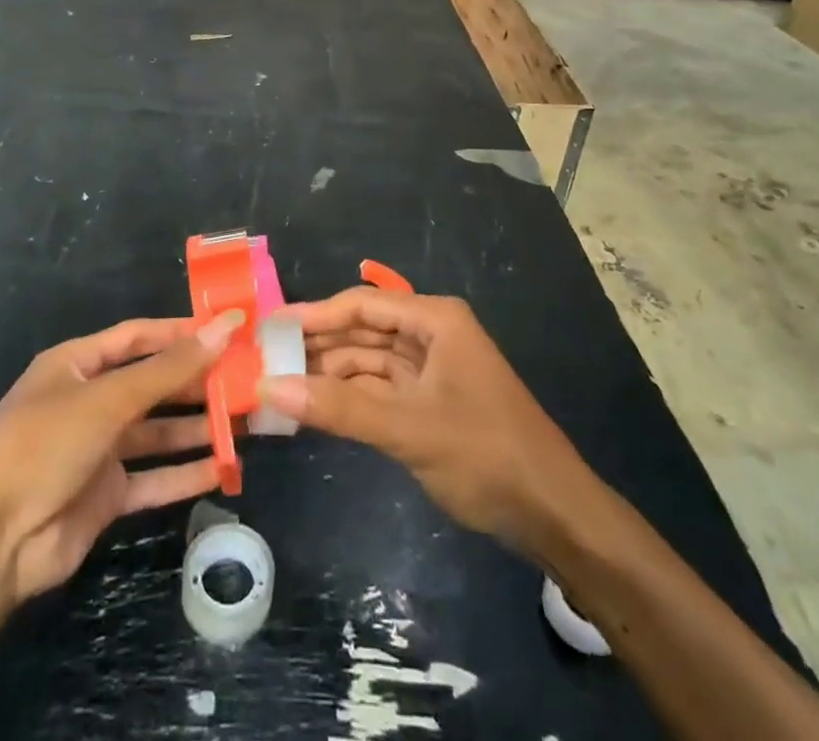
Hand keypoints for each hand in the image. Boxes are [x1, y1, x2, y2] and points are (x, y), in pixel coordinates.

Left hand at [0, 311, 240, 600]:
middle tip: (245, 379)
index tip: (228, 330)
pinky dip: (185, 473)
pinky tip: (224, 469)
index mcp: (76, 365)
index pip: (137, 337)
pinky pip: (153, 478)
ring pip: (157, 432)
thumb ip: (169, 368)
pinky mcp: (105, 496)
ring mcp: (97, 451)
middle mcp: (88, 402)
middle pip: (151, 384)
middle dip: (195, 382)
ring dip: (197, 428)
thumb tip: (226, 326)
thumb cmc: (44, 445)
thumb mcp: (108, 398)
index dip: (180, 332)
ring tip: (245, 421)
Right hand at [260, 289, 587, 560]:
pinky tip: (315, 408)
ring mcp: (432, 370)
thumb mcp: (408, 428)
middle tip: (265, 360)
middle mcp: (432, 335)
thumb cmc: (486, 454)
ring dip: (330, 375)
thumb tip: (270, 388)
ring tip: (280, 386)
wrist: (554, 513)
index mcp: (435, 320)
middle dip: (318, 346)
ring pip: (369, 363)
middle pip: (363, 332)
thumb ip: (339, 408)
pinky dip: (350, 398)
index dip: (314, 314)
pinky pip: (380, 390)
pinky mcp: (431, 403)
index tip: (269, 327)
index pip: (362, 306)